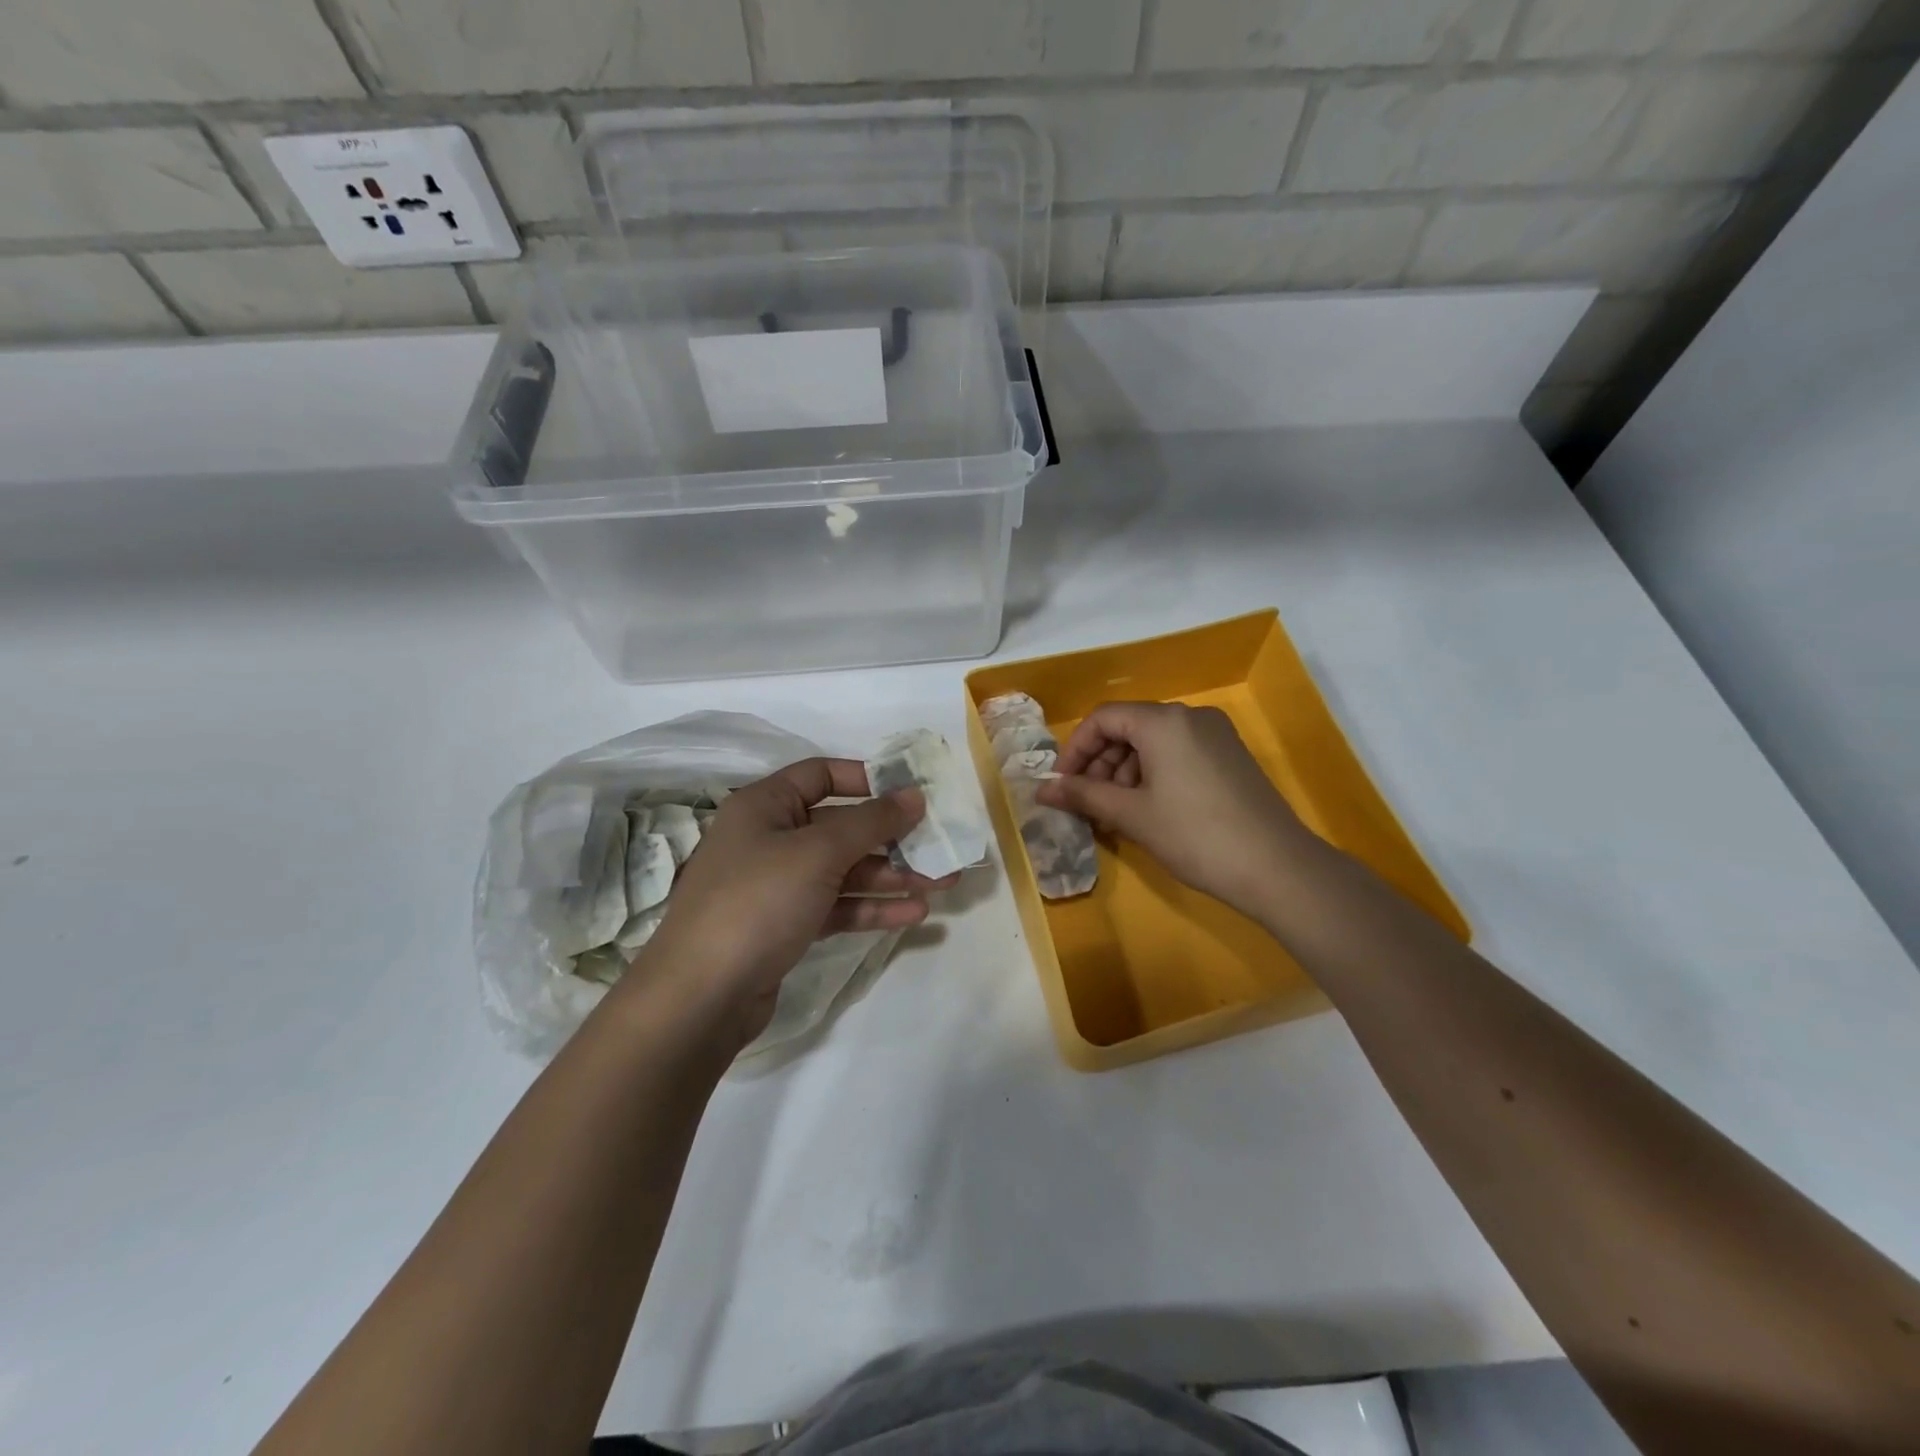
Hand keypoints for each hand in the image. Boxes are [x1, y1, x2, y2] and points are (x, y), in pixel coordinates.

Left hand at [634, 759, 954, 1044]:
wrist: (701, 996)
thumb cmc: (757, 902)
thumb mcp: (818, 853)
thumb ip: (871, 822)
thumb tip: (914, 794)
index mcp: (764, 806)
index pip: (820, 775)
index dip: (866, 779)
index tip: (909, 793)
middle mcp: (769, 839)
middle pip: (840, 828)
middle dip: (892, 838)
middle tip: (941, 846)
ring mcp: (777, 886)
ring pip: (844, 871)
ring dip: (891, 876)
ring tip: (942, 884)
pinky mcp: (786, 926)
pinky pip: (837, 906)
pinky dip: (871, 908)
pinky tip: (913, 914)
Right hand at [1036, 702, 1313, 915]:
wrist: (1276, 867)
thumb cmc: (1194, 835)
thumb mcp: (1131, 814)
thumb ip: (1083, 795)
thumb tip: (1042, 789)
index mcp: (1163, 721)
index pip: (1104, 718)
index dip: (1076, 749)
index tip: (1064, 784)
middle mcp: (1190, 716)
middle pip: (1129, 727)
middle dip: (1101, 763)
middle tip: (1089, 803)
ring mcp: (1216, 735)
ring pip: (1154, 742)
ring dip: (1125, 772)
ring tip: (1117, 813)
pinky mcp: (1231, 756)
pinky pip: (1178, 753)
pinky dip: (1153, 775)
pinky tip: (1149, 810)